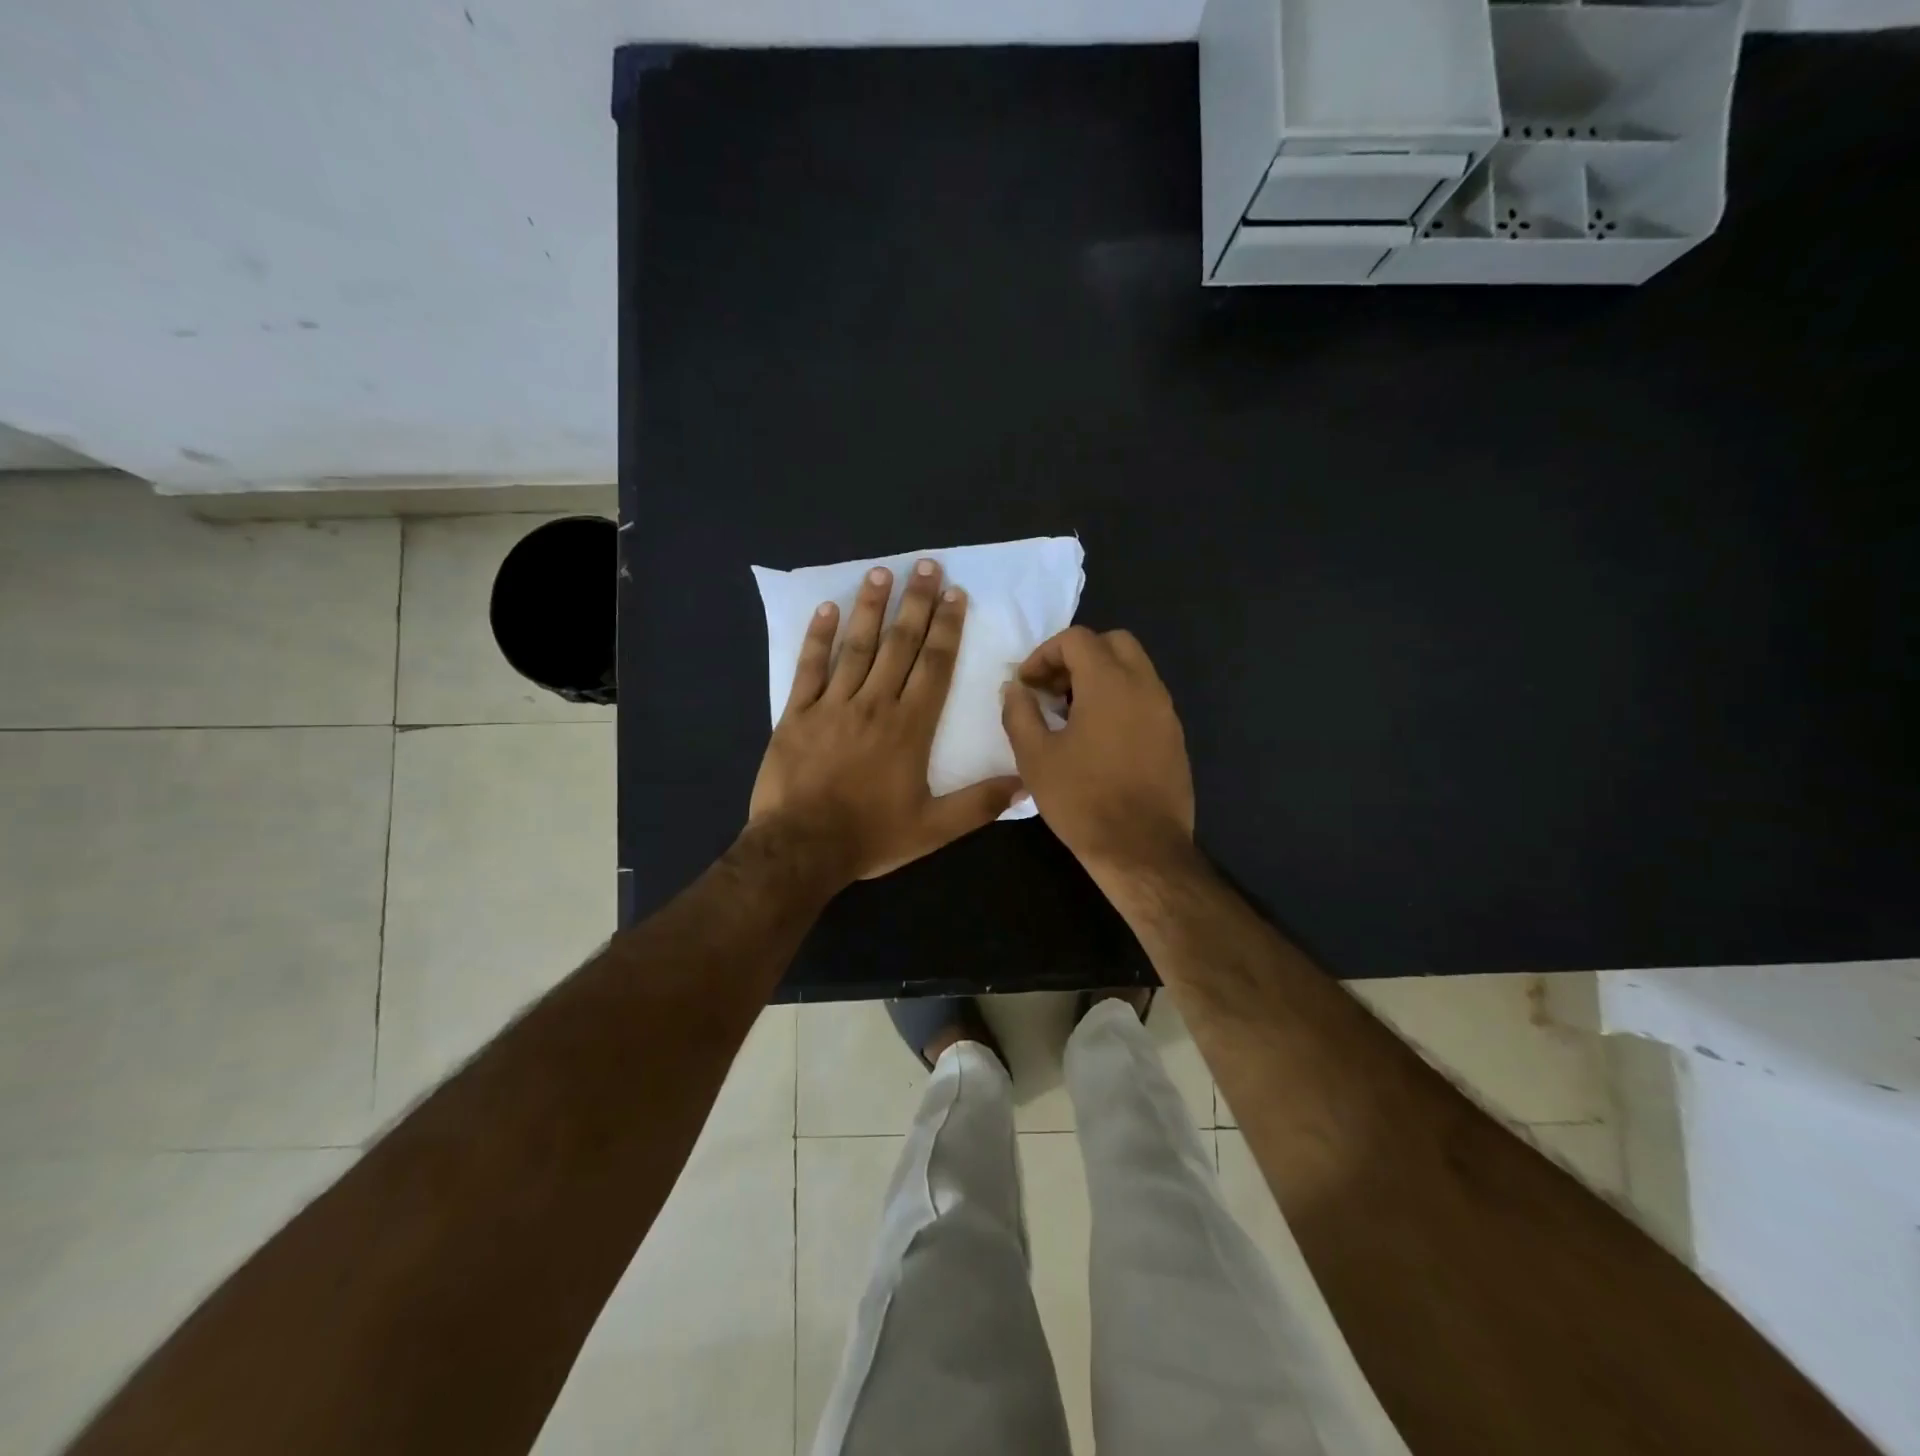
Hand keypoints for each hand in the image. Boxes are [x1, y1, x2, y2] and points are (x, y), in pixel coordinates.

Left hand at [750, 559, 1024, 883]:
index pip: (935, 666)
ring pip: (857, 646)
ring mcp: (833, 705)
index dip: (947, 628)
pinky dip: (818, 637)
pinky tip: (826, 609)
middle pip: (900, 644)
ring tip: (882, 572)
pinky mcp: (797, 714)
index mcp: (910, 727)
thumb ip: (980, 804)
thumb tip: (1026, 783)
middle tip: (926, 566)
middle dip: (916, 603)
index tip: (955, 594)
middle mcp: (875, 704)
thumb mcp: (934, 828)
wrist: (801, 848)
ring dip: (871, 607)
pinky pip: (809, 667)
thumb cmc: (871, 836)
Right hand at [1000, 626, 1194, 878]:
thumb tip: (1015, 688)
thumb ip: (1019, 712)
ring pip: (1134, 669)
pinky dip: (1121, 700)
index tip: (1027, 684)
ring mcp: (1165, 711)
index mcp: (1109, 682)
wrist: (1141, 849)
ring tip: (1072, 716)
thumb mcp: (1035, 757)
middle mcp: (1144, 686)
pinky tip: (1100, 739)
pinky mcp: (1174, 736)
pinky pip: (1146, 699)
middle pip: (1113, 643)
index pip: (1077, 639)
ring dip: (1101, 678)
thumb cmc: (1082, 800)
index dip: (1045, 654)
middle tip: (1053, 690)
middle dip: (1078, 657)